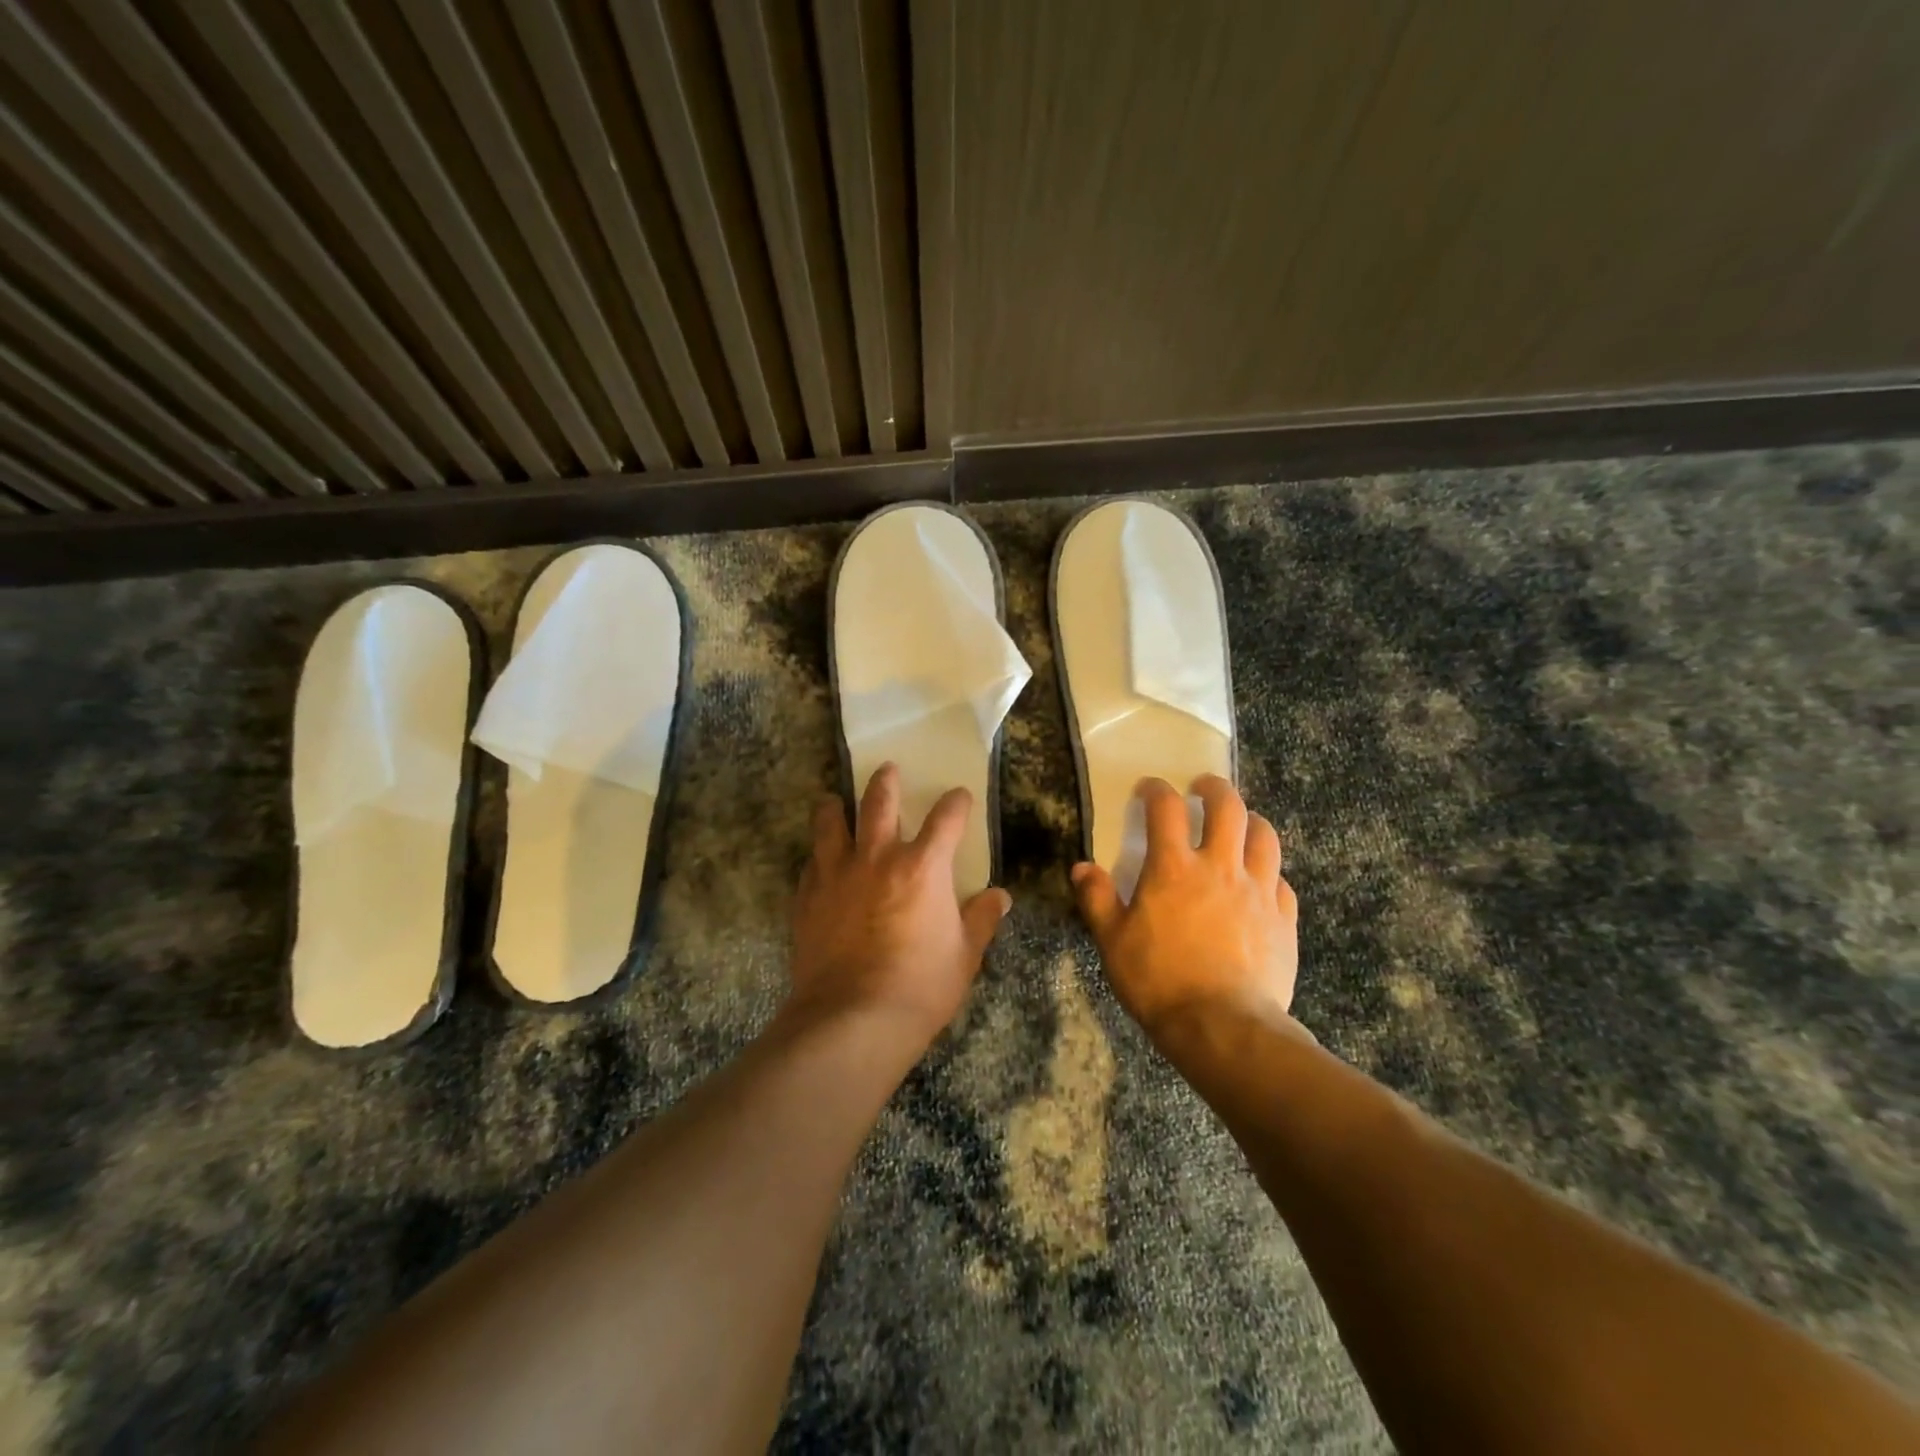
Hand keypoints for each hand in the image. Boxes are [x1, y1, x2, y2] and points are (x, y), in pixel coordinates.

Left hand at [787, 763, 1012, 1044]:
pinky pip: (810, 863)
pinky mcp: (807, 898)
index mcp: (923, 867)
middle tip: (887, 770)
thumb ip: (981, 919)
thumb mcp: (964, 955)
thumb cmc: (920, 986)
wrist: (852, 1019)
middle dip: (886, 782)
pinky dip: (817, 856)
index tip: (959, 796)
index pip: (946, 819)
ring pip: (831, 823)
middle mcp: (878, 858)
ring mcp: (837, 874)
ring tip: (833, 801)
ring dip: (835, 807)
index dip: (955, 803)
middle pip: (879, 802)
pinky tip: (817, 862)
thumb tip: (1000, 897)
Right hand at [1071, 775, 1298, 1037]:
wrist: (1223, 1028)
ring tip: (1240, 824)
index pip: (1166, 808)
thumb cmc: (1159, 981)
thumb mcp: (1113, 942)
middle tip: (1204, 787)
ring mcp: (1258, 891)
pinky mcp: (1284, 919)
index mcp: (1174, 868)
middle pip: (1228, 807)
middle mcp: (1220, 867)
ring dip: (1251, 821)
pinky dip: (1270, 873)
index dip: (1156, 790)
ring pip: (1264, 836)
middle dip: (1215, 788)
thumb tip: (1082, 868)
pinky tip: (1261, 883)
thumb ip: (1097, 899)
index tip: (1149, 788)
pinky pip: (1282, 882)